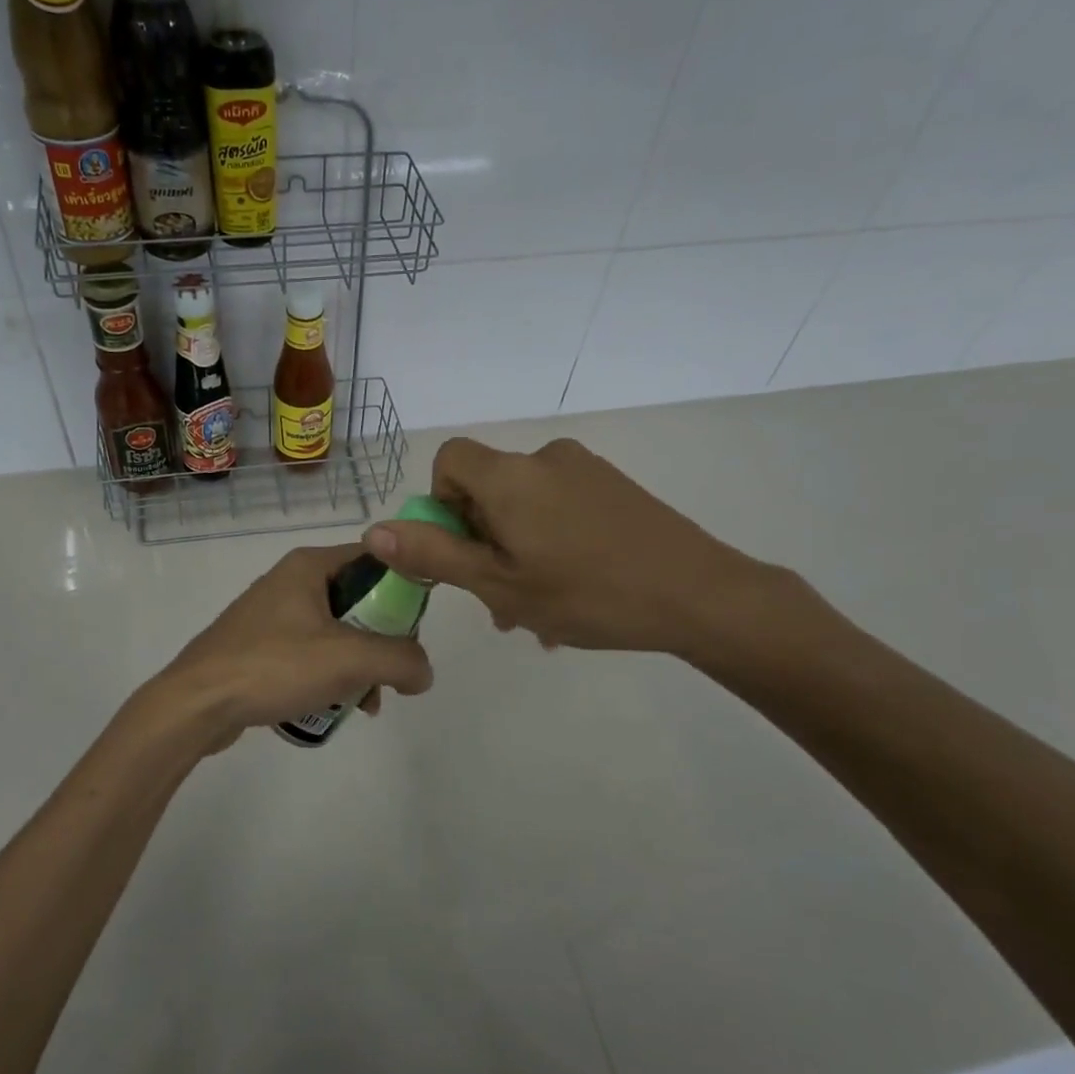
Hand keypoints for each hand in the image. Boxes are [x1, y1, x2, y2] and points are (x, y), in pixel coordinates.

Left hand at [143, 543, 434, 753]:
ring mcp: (272, 614)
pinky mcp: (259, 646)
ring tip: (366, 703)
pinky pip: (310, 653)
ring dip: (358, 665)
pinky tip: (336, 707)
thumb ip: (400, 660)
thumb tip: (423, 672)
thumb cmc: (273, 666)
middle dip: (382, 640)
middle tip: (392, 673)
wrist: (195, 704)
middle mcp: (291, 581)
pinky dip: (329, 675)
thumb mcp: (349, 659)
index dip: (404, 588)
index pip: (375, 559)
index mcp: (309, 566)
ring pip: (336, 631)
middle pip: (358, 600)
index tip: (416, 628)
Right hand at [363, 436, 778, 658]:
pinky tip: (573, 596)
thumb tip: (374, 530)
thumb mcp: (499, 584)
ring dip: (517, 553)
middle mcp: (545, 459)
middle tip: (499, 602)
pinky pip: (561, 509)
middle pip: (488, 489)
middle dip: (482, 542)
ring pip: (526, 507)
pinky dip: (551, 544)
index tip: (463, 550)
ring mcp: (586, 471)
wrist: (700, 594)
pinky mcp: (616, 488)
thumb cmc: (587, 594)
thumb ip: (434, 553)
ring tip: (539, 614)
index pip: (450, 459)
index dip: (441, 503)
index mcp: (510, 477)